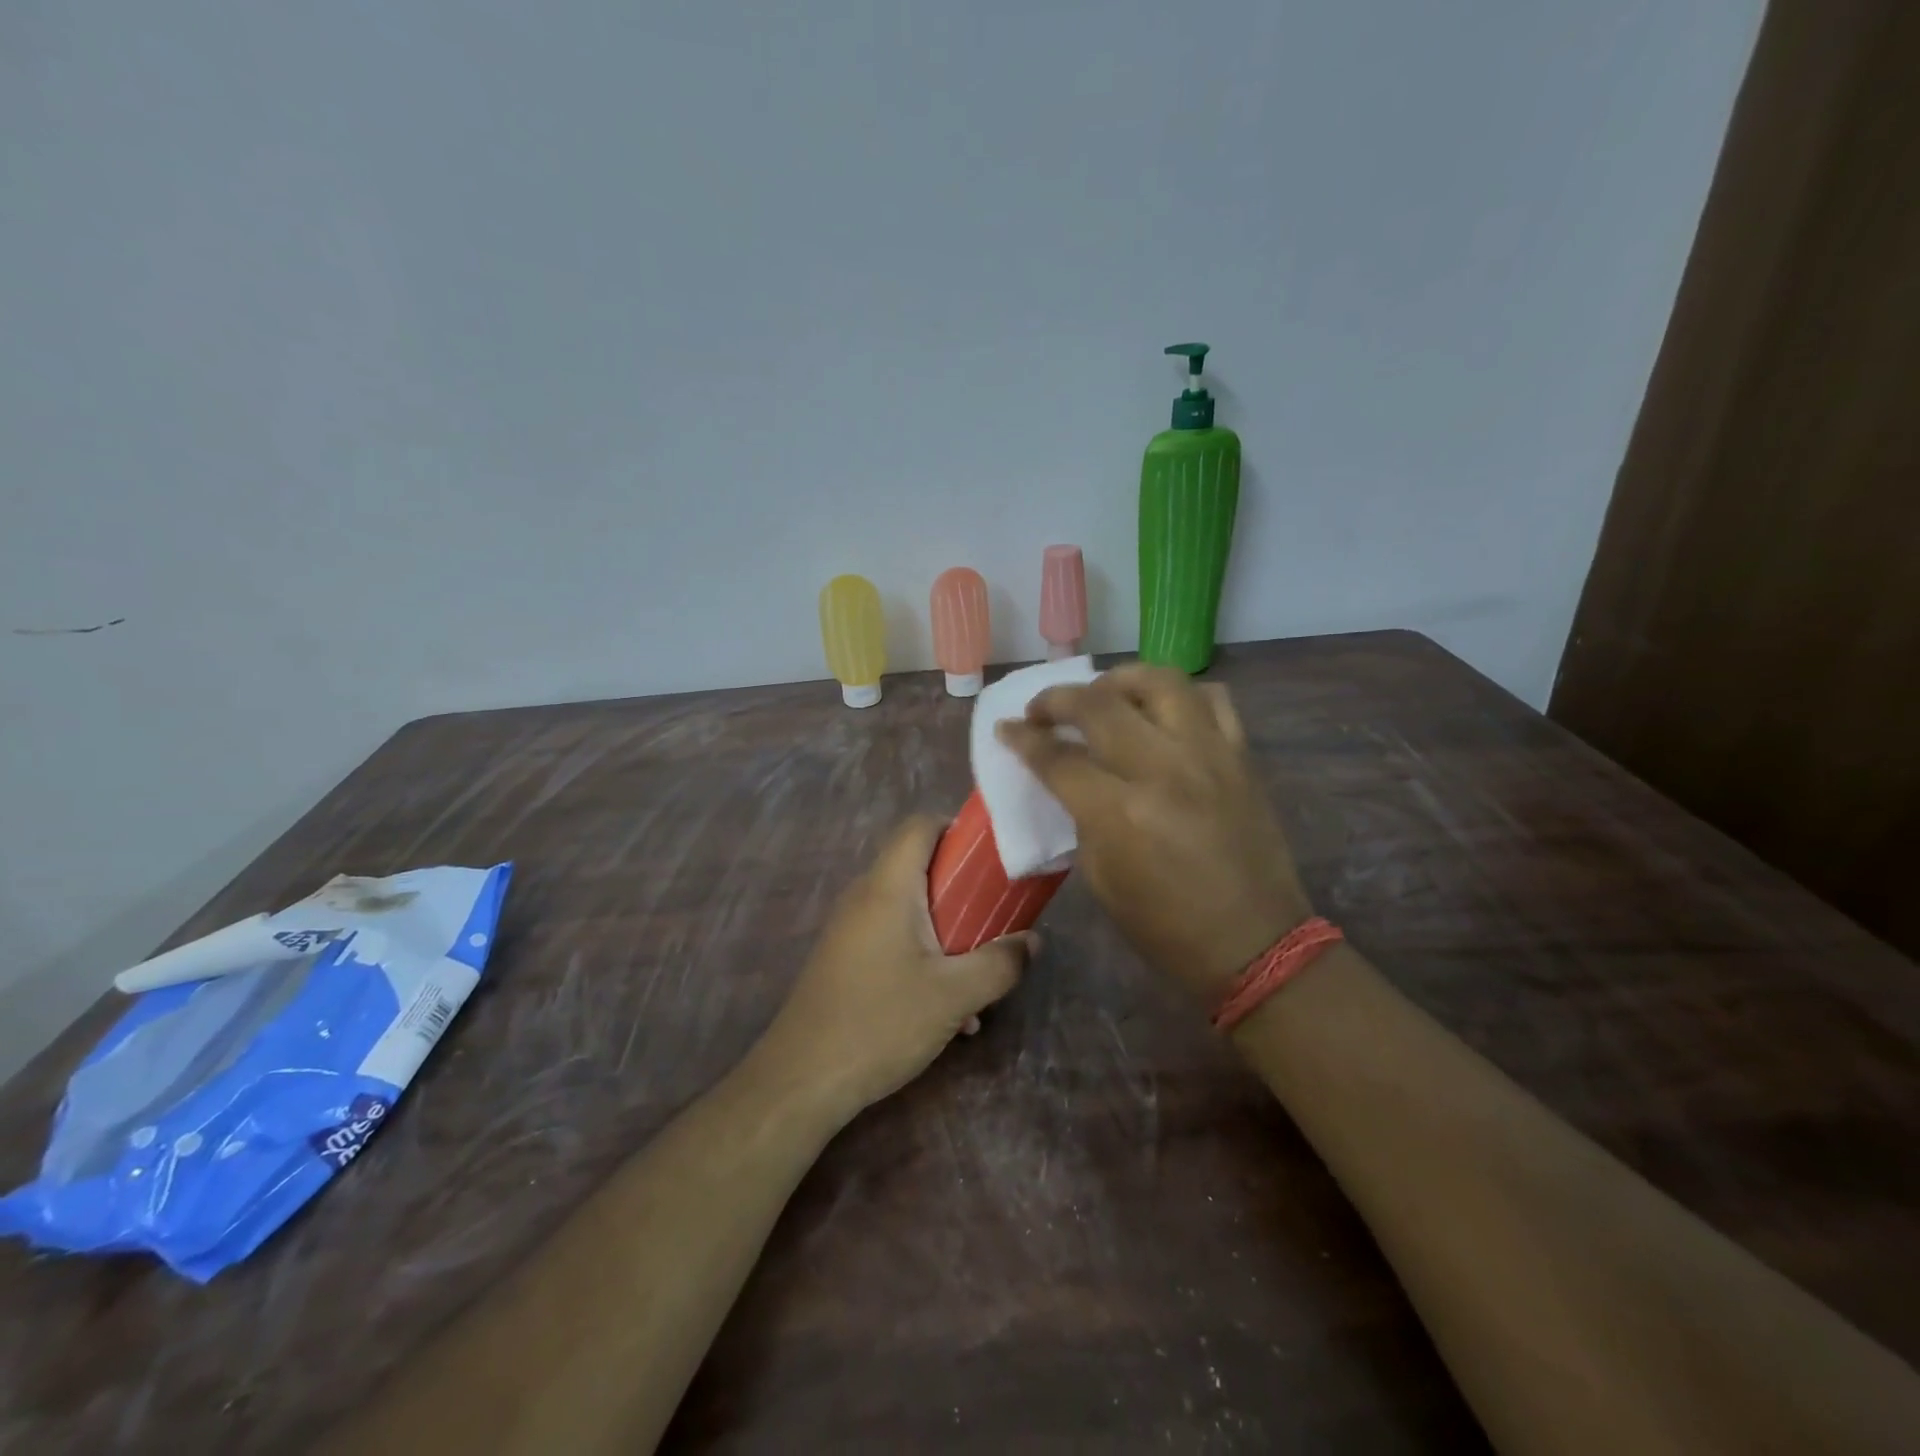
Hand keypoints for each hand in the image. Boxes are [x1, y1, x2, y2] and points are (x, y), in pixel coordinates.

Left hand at [758, 815, 1033, 1120]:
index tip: (993, 860)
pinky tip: (948, 1011)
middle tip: (997, 919)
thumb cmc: (880, 1023)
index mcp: (888, 887)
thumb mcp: (954, 996)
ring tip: (979, 976)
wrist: (801, 1080)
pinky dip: (924, 957)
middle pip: (919, 867)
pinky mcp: (845, 959)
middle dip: (964, 892)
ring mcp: (850, 929)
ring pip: (910, 910)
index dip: (958, 830)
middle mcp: (865, 897)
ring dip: (948, 934)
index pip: (920, 826)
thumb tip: (1031, 941)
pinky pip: (893, 939)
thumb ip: (1000, 963)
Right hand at [995, 665, 1310, 999]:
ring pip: (1160, 681)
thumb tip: (1070, 778)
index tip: (1006, 729)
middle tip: (1042, 709)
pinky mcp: (1241, 756)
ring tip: (1102, 694)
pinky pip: (1212, 699)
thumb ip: (1082, 817)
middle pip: (1099, 704)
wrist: (1256, 944)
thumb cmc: (1166, 927)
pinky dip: (1179, 695)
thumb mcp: (1102, 879)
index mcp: (1120, 813)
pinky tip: (1162, 711)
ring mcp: (1209, 755)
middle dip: (1058, 698)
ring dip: (1120, 679)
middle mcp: (1164, 769)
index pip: (1058, 758)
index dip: (1023, 739)